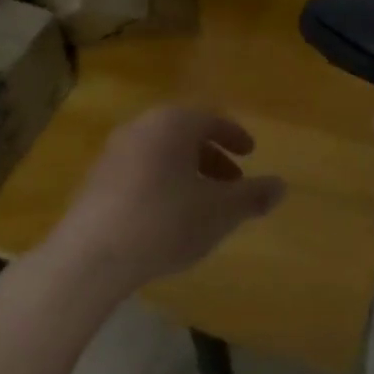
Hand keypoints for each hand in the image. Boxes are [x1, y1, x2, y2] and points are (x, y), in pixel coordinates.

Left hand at [48, 106, 286, 296]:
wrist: (92, 254)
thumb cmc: (165, 221)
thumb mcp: (220, 212)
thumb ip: (252, 196)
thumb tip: (281, 185)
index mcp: (173, 124)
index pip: (211, 119)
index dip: (235, 136)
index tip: (250, 154)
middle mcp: (141, 127)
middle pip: (184, 134)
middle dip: (212, 156)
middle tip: (232, 182)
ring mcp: (114, 152)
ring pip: (161, 153)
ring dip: (187, 171)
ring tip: (203, 203)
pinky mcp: (96, 179)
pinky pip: (139, 170)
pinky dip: (161, 183)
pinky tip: (168, 216)